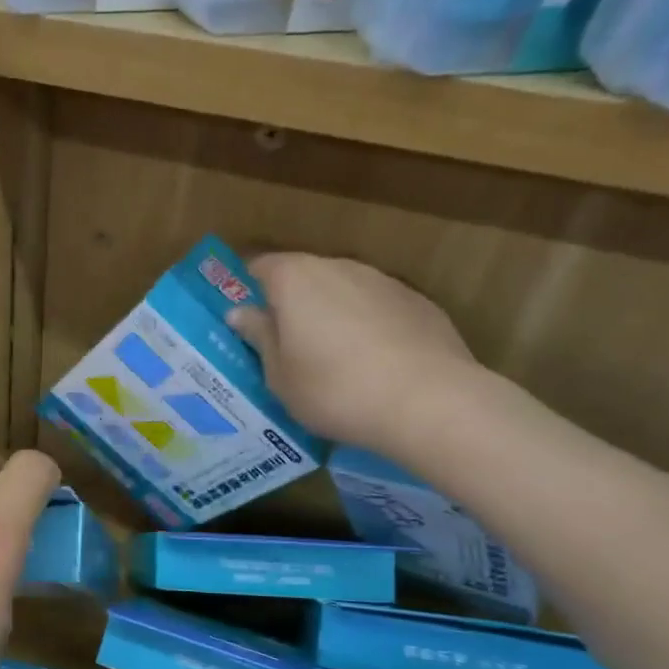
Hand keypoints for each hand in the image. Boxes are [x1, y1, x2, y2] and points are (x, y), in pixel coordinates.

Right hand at [228, 253, 485, 457]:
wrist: (428, 402)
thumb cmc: (333, 389)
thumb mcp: (278, 374)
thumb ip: (259, 337)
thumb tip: (240, 312)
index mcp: (295, 279)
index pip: (258, 268)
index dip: (247, 292)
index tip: (245, 324)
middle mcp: (339, 267)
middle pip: (303, 277)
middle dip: (291, 306)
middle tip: (285, 349)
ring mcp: (384, 282)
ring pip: (343, 292)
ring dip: (331, 317)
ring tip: (332, 362)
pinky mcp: (420, 303)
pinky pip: (378, 310)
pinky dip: (368, 329)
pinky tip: (373, 367)